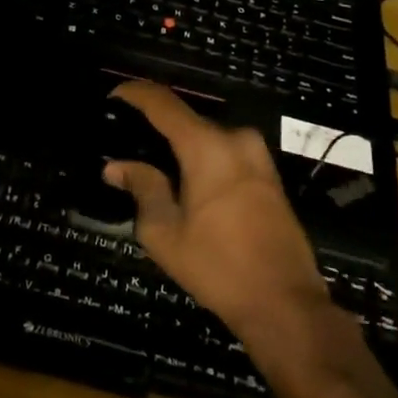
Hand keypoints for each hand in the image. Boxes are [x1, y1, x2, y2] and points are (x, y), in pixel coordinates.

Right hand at [103, 82, 331, 356]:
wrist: (285, 304)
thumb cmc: (218, 267)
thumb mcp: (165, 232)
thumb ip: (142, 188)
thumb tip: (117, 166)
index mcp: (207, 146)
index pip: (164, 103)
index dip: (135, 94)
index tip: (113, 96)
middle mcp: (236, 139)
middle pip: (186, 120)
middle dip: (156, 129)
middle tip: (128, 145)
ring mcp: (258, 157)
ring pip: (207, 139)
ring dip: (180, 148)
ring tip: (153, 168)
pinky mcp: (269, 177)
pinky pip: (226, 154)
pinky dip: (202, 160)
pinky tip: (185, 183)